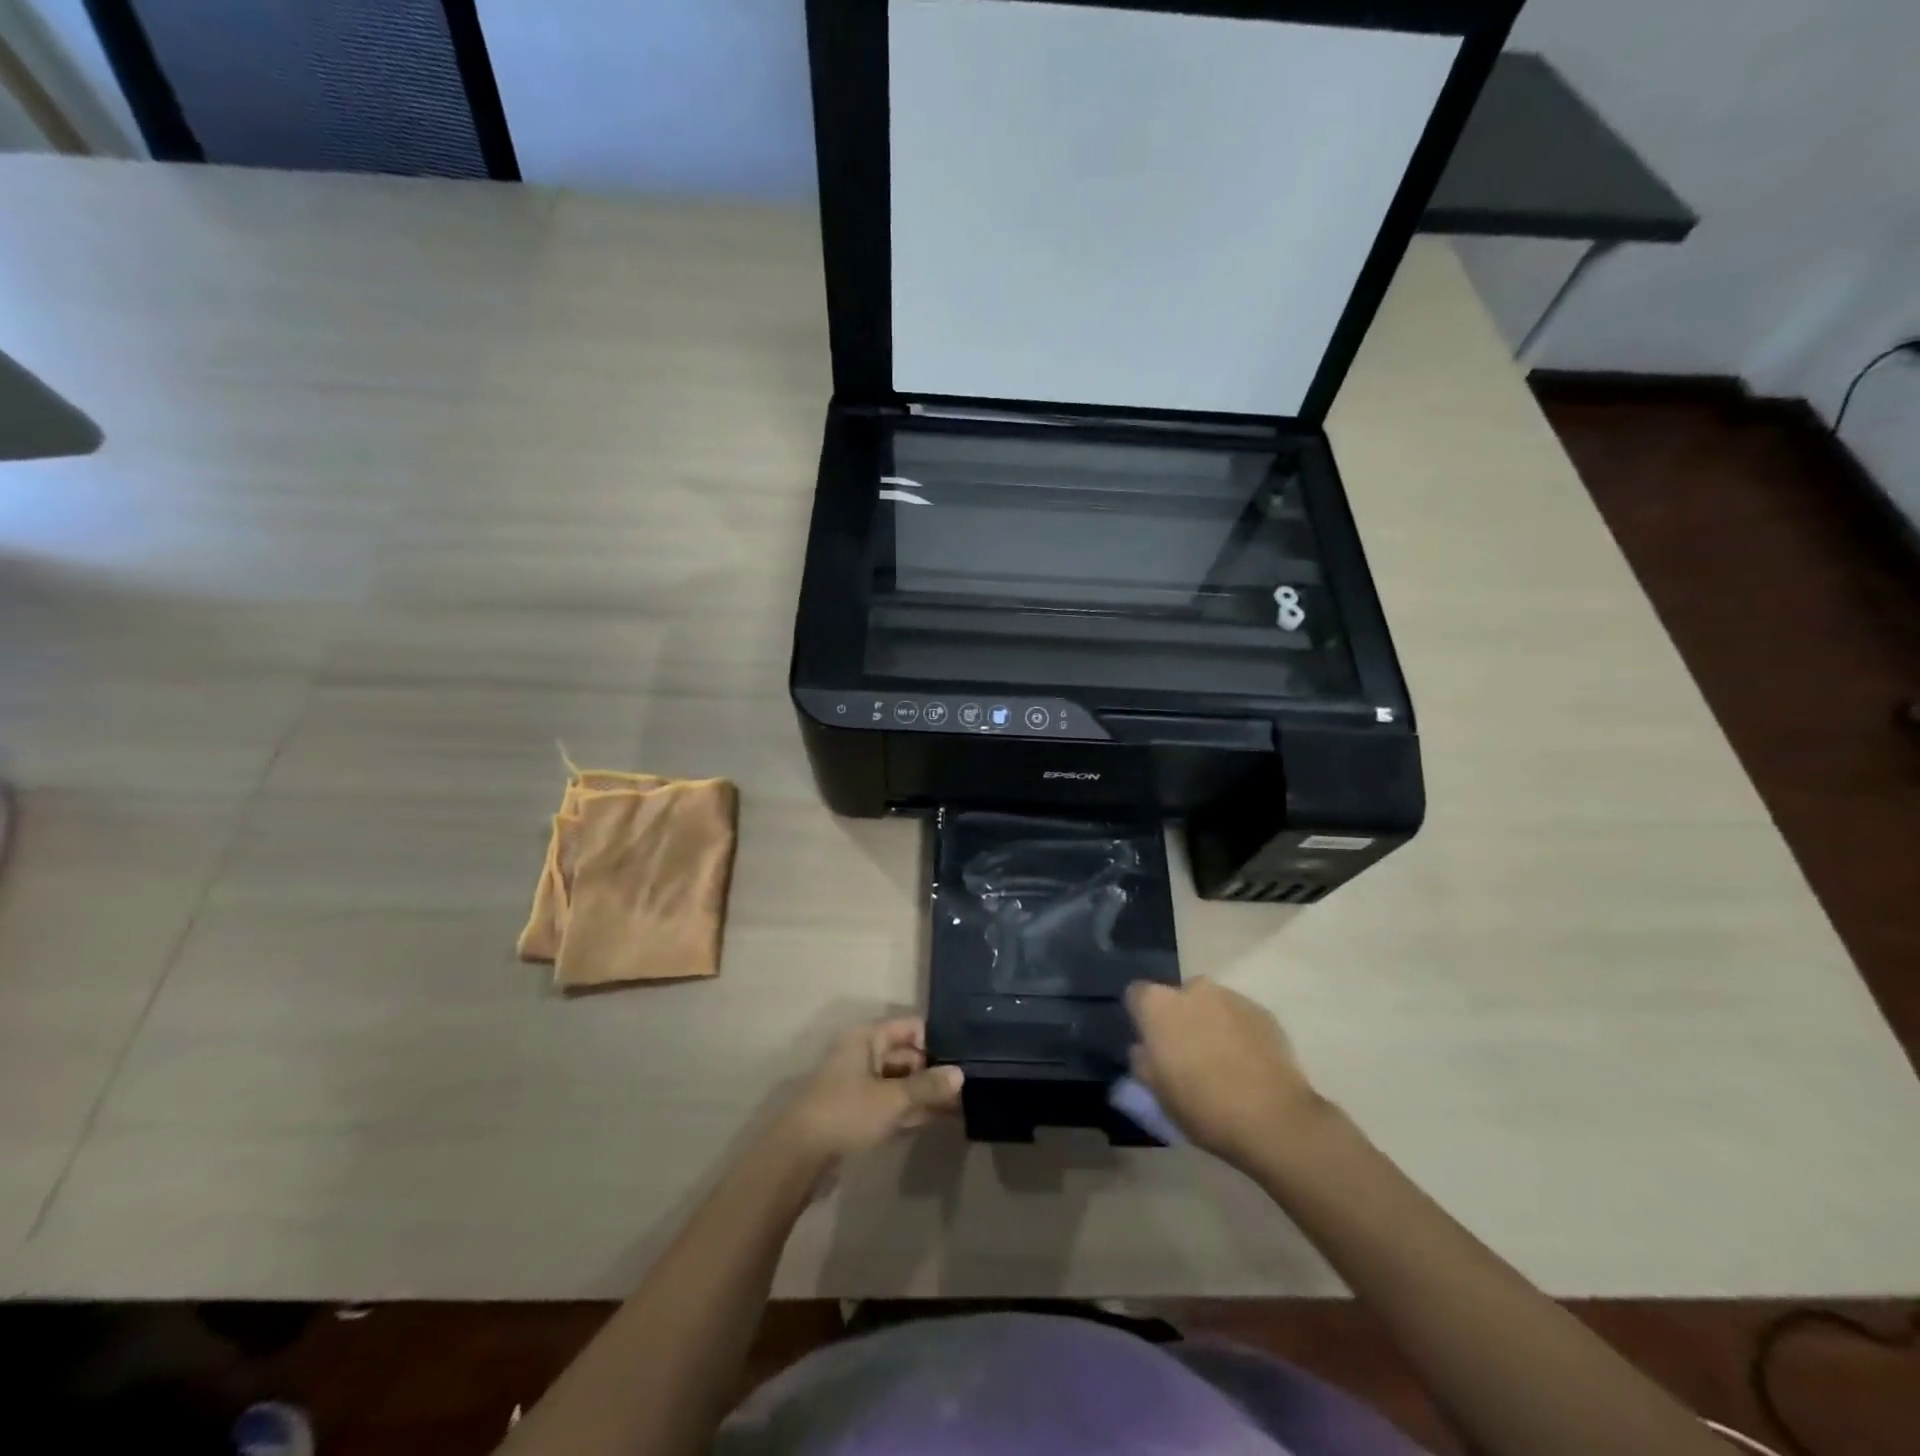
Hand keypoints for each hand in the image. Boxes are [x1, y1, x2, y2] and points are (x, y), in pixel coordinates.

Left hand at [780, 1017, 962, 1163]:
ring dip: (925, 1092)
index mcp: (867, 1038)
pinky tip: (937, 1117)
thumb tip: (960, 1074)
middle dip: (934, 1071)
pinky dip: (911, 1108)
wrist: (798, 1156)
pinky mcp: (857, 1111)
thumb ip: (927, 1086)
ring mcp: (859, 1083)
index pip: (910, 1028)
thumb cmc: (846, 1113)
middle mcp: (863, 1054)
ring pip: (900, 1081)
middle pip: (906, 1055)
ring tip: (961, 1103)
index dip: (937, 1040)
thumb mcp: (891, 1099)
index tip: (965, 1056)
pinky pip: (891, 1102)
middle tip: (968, 1086)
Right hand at [1126, 979, 1323, 1165]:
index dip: (1141, 1018)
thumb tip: (1144, 1048)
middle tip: (1186, 1054)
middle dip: (1179, 1018)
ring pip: (1210, 1005)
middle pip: (1176, 997)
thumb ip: (1143, 1061)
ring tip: (1221, 1061)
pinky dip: (1238, 1032)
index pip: (1136, 995)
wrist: (1273, 1118)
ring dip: (1209, 1023)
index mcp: (1158, 1005)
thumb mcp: (1156, 1093)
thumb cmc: (1202, 1106)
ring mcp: (1231, 997)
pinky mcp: (1262, 1012)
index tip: (1150, 1044)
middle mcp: (1192, 989)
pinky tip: (1248, 1064)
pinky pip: (1239, 1016)